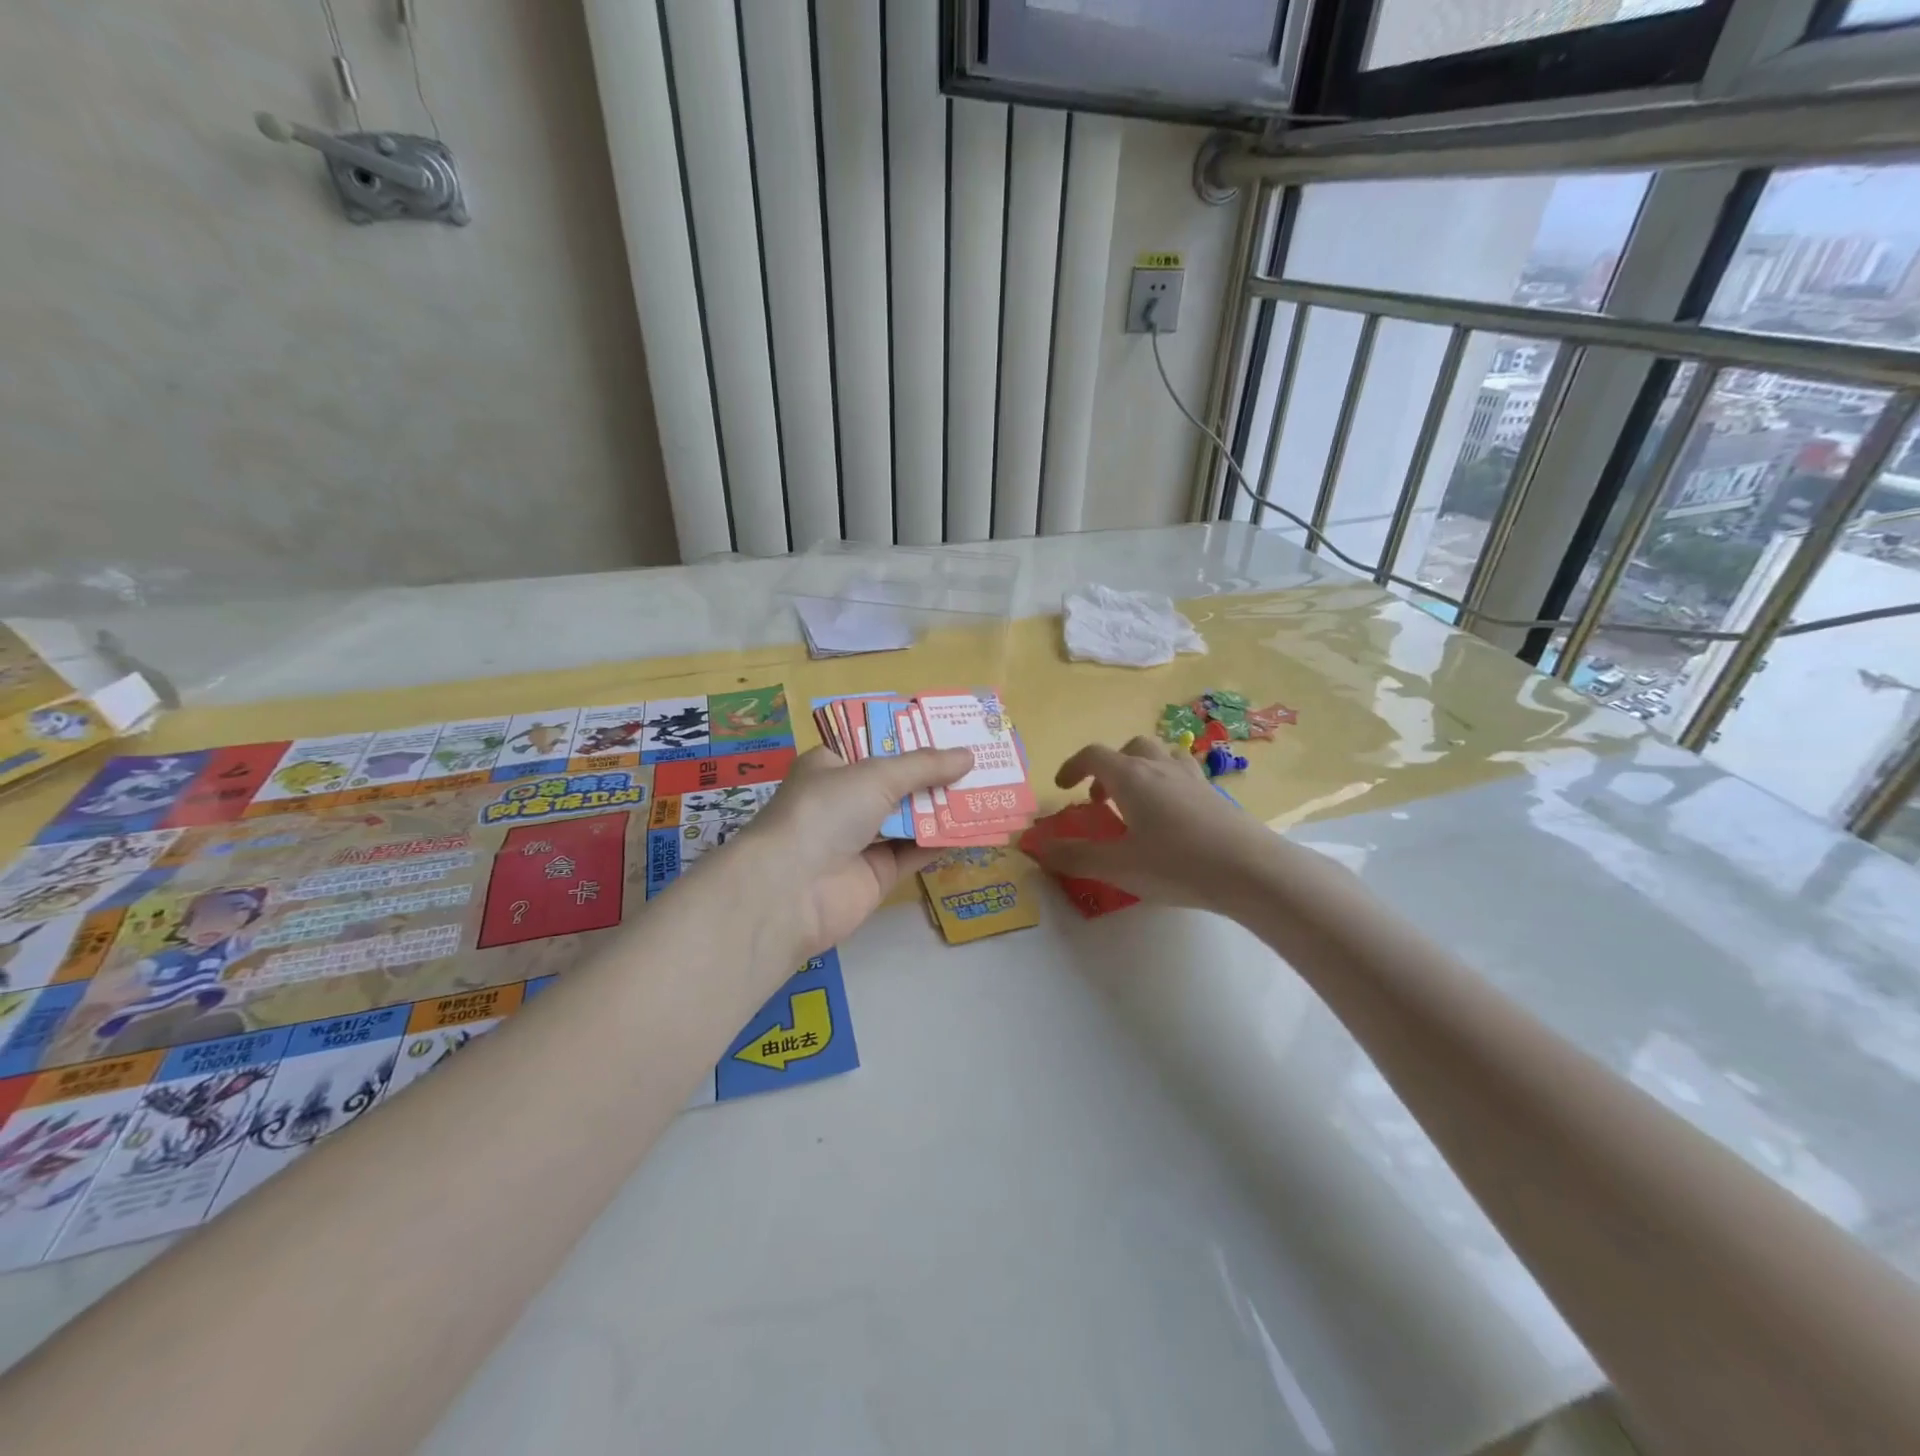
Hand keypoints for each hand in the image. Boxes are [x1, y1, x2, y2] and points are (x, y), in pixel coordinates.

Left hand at [733, 745, 973, 959]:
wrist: (792, 890)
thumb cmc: (825, 812)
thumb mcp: (875, 775)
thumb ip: (924, 766)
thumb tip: (968, 756)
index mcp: (831, 767)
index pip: (872, 744)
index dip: (909, 736)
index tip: (947, 728)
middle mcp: (845, 801)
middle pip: (897, 782)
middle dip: (935, 772)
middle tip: (979, 758)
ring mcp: (861, 840)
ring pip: (911, 817)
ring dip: (944, 806)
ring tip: (988, 788)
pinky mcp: (878, 874)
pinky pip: (917, 852)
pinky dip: (944, 841)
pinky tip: (976, 828)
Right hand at [1027, 737, 1279, 911]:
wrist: (1251, 870)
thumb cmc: (1176, 864)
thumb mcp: (1118, 866)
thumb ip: (1075, 856)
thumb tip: (1036, 849)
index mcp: (1131, 776)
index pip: (1094, 755)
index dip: (1073, 767)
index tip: (1063, 788)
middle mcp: (1161, 767)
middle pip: (1130, 747)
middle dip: (1110, 768)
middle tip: (1102, 800)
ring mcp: (1193, 778)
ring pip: (1162, 756)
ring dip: (1142, 770)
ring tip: (1138, 804)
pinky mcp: (1216, 795)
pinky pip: (1184, 775)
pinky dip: (1168, 785)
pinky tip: (1172, 819)